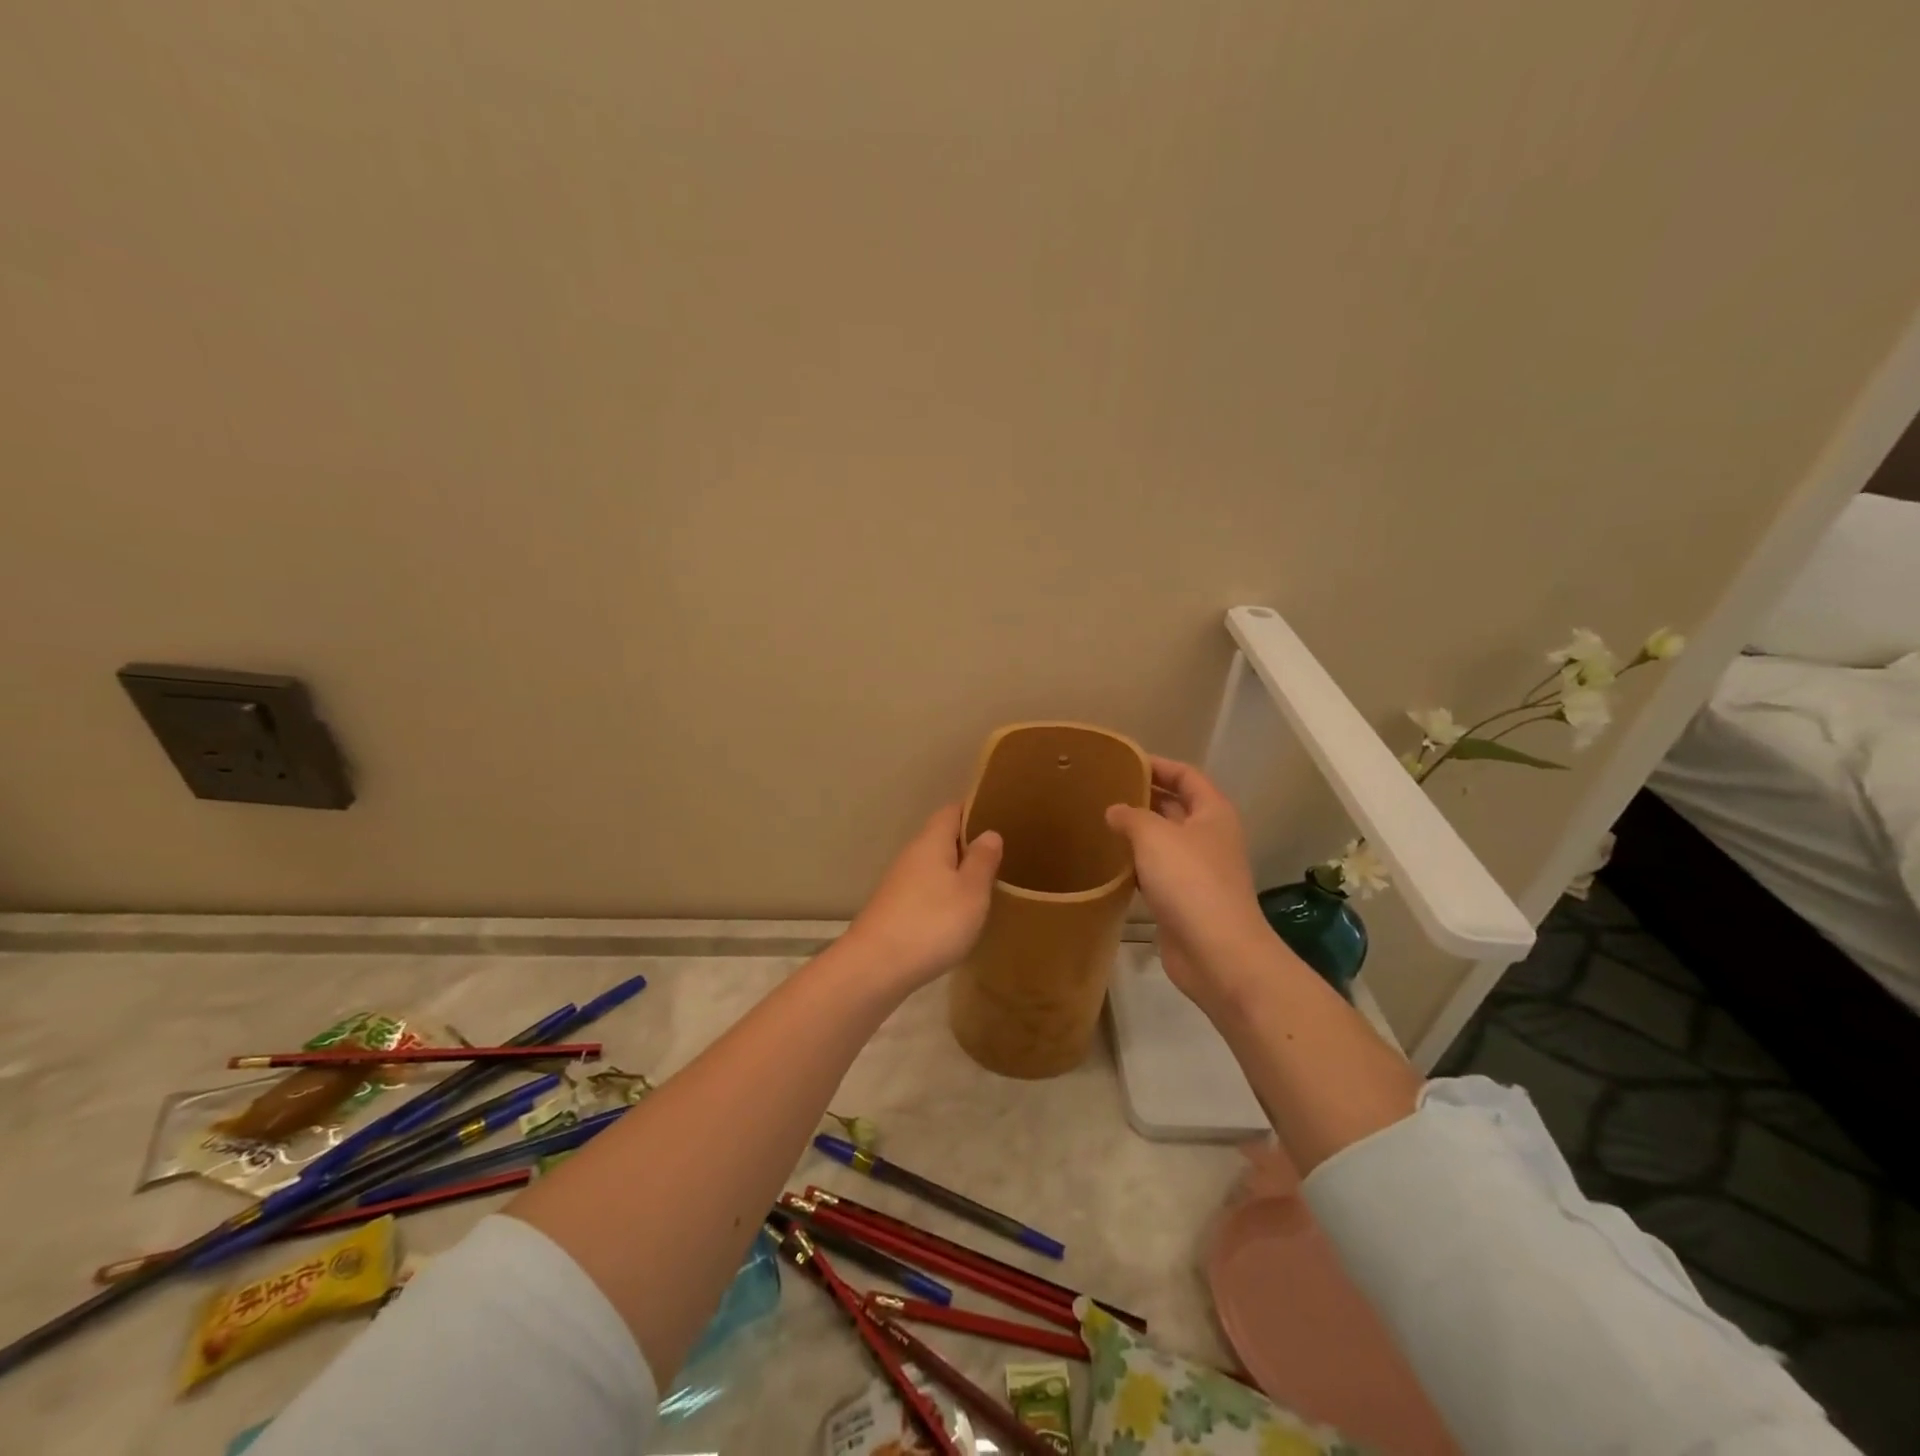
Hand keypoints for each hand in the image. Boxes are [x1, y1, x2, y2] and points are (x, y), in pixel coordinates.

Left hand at [844, 805, 1003, 991]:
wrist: (875, 967)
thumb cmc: (932, 922)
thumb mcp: (971, 891)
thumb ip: (982, 860)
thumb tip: (989, 832)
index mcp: (931, 842)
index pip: (952, 810)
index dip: (974, 810)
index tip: (999, 816)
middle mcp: (911, 855)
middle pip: (941, 838)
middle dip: (967, 844)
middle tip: (1000, 855)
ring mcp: (898, 883)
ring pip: (933, 866)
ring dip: (955, 871)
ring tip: (984, 884)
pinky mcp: (893, 909)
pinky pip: (925, 890)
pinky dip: (942, 894)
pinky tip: (957, 913)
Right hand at [1106, 758, 1284, 1009]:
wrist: (1216, 953)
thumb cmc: (1190, 882)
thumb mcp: (1155, 837)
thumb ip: (1131, 816)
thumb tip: (1115, 811)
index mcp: (1213, 813)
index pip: (1187, 776)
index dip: (1158, 765)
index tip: (1123, 761)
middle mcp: (1209, 838)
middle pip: (1176, 807)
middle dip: (1144, 798)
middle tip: (1103, 791)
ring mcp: (1198, 871)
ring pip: (1164, 842)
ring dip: (1137, 834)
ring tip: (1099, 823)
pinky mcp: (1183, 901)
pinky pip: (1156, 873)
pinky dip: (1136, 866)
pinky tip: (1109, 864)